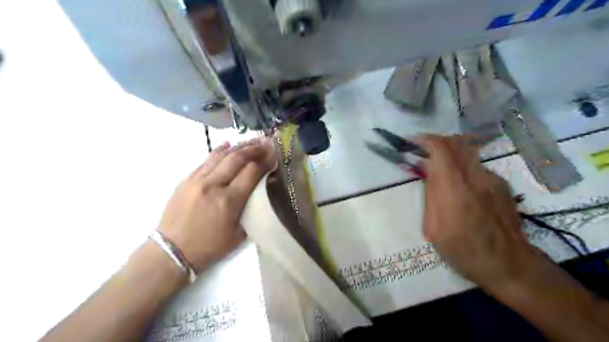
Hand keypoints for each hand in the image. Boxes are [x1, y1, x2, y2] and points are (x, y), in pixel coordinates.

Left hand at [158, 136, 276, 272]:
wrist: (172, 251)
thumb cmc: (208, 247)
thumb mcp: (238, 236)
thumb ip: (251, 212)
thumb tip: (260, 194)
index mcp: (229, 201)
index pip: (251, 172)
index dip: (265, 161)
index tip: (274, 154)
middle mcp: (213, 185)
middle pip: (237, 159)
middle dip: (254, 148)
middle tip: (266, 142)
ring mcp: (197, 180)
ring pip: (221, 156)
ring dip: (239, 146)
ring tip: (252, 140)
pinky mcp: (186, 180)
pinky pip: (205, 160)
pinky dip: (218, 151)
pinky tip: (227, 144)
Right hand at [419, 135, 541, 295]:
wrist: (510, 266)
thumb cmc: (464, 252)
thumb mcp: (434, 229)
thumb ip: (430, 197)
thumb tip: (429, 175)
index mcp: (455, 190)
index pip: (441, 149)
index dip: (424, 139)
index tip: (411, 141)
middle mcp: (476, 178)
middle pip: (456, 143)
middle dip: (436, 142)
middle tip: (422, 152)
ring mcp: (492, 180)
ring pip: (467, 153)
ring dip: (449, 155)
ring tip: (439, 172)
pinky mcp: (502, 185)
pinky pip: (476, 167)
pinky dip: (462, 168)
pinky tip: (459, 188)